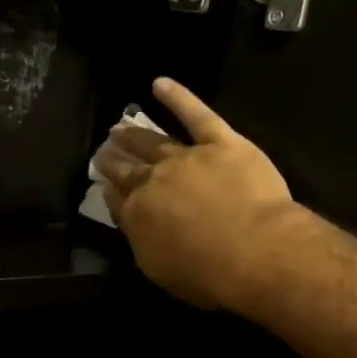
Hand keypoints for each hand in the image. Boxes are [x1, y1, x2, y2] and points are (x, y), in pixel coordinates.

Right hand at [93, 78, 304, 312]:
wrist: (255, 250)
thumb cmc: (208, 273)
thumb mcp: (160, 269)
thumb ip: (140, 239)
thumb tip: (128, 215)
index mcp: (138, 214)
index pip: (117, 197)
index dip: (109, 188)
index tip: (102, 181)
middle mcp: (153, 180)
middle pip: (128, 167)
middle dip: (113, 158)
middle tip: (103, 151)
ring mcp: (186, 157)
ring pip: (153, 141)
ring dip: (134, 133)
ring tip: (119, 126)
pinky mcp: (220, 141)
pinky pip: (196, 114)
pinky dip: (177, 97)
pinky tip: (159, 84)